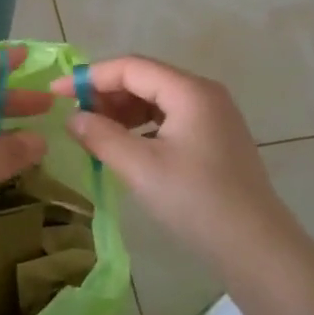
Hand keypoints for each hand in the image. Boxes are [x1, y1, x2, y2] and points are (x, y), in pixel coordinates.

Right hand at [52, 55, 300, 276]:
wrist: (257, 247)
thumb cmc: (196, 201)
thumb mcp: (140, 167)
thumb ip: (101, 136)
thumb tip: (73, 118)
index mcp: (190, 91)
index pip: (130, 67)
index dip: (89, 77)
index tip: (56, 94)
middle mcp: (204, 94)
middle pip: (145, 78)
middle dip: (106, 94)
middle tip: (75, 118)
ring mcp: (214, 116)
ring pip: (157, 99)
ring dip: (122, 111)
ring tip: (95, 133)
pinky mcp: (215, 139)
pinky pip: (170, 118)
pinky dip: (142, 126)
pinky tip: (126, 146)